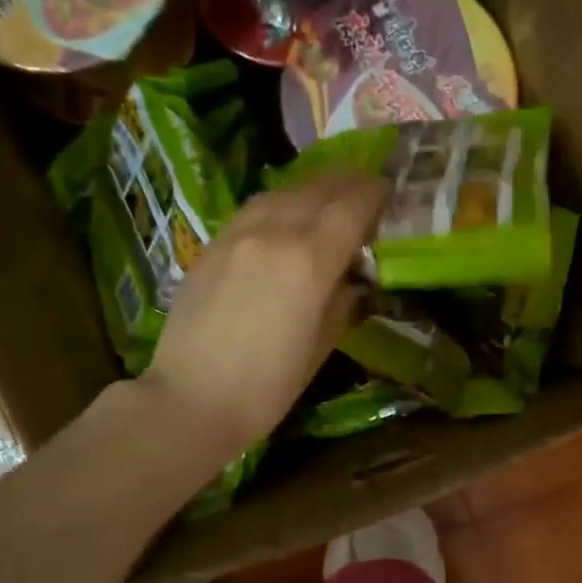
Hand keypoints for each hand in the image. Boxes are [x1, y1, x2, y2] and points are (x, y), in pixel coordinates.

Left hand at [135, 171, 386, 468]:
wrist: (192, 398)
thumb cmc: (269, 386)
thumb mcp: (323, 344)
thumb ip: (342, 298)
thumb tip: (352, 275)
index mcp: (311, 260)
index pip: (353, 207)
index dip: (375, 195)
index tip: (389, 193)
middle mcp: (275, 232)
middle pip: (319, 189)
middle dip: (349, 183)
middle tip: (366, 189)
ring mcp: (238, 233)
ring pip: (284, 191)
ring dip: (313, 188)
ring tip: (330, 195)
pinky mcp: (213, 244)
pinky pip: (255, 208)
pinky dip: (280, 202)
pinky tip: (286, 214)